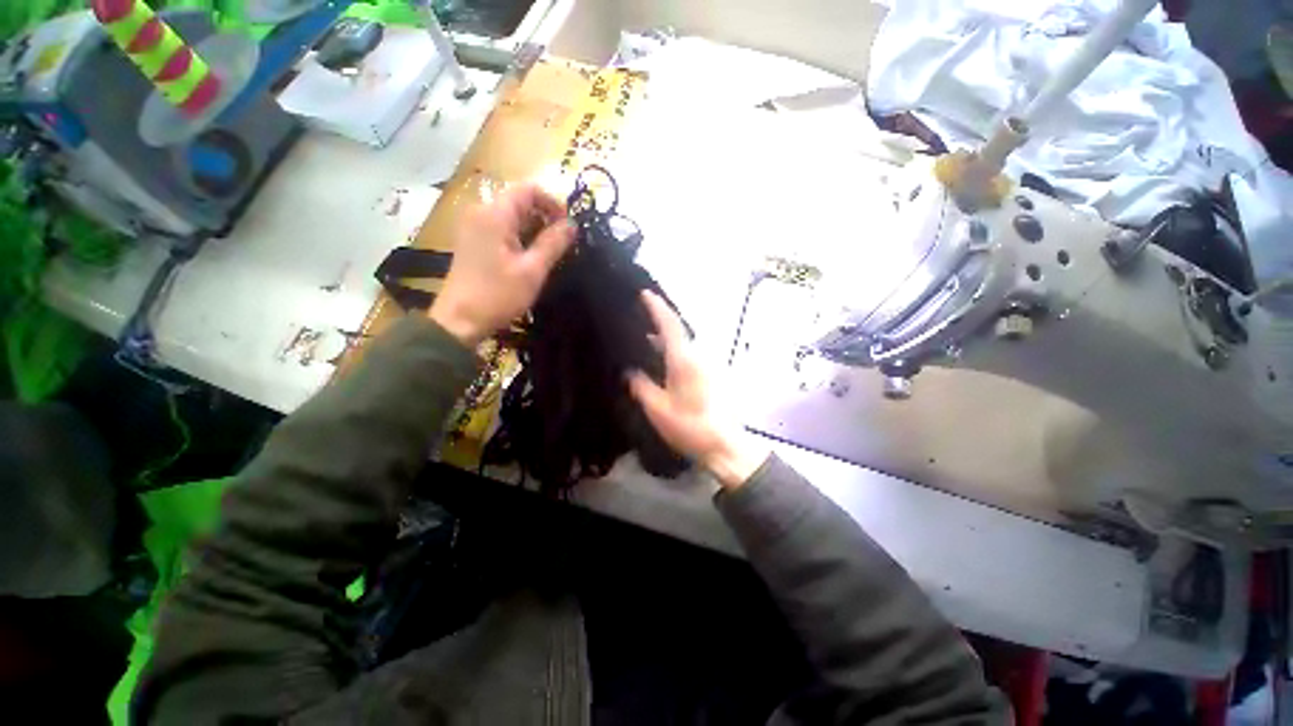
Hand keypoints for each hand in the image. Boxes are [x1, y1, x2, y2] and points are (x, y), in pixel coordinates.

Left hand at [430, 184, 575, 346]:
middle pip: (519, 200)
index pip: (529, 189)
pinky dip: (520, 236)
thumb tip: (572, 224)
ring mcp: (474, 225)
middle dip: (544, 217)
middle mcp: (481, 211)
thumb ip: (554, 243)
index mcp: (494, 214)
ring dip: (534, 228)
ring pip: (511, 215)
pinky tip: (530, 257)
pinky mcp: (473, 239)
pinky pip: (501, 227)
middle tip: (562, 243)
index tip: (568, 227)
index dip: (553, 203)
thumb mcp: (532, 270)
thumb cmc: (498, 295)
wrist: (460, 320)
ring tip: (549, 253)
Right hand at [628, 292, 769, 489]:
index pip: (670, 324)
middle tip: (638, 318)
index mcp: (684, 360)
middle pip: (678, 331)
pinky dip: (673, 351)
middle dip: (659, 321)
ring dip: (665, 339)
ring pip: (684, 344)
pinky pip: (688, 355)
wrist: (724, 445)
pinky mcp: (711, 376)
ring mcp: (707, 366)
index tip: (644, 293)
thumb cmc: (690, 426)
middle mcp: (698, 357)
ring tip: (644, 340)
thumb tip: (629, 372)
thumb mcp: (657, 409)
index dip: (657, 307)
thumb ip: (641, 387)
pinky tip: (661, 363)